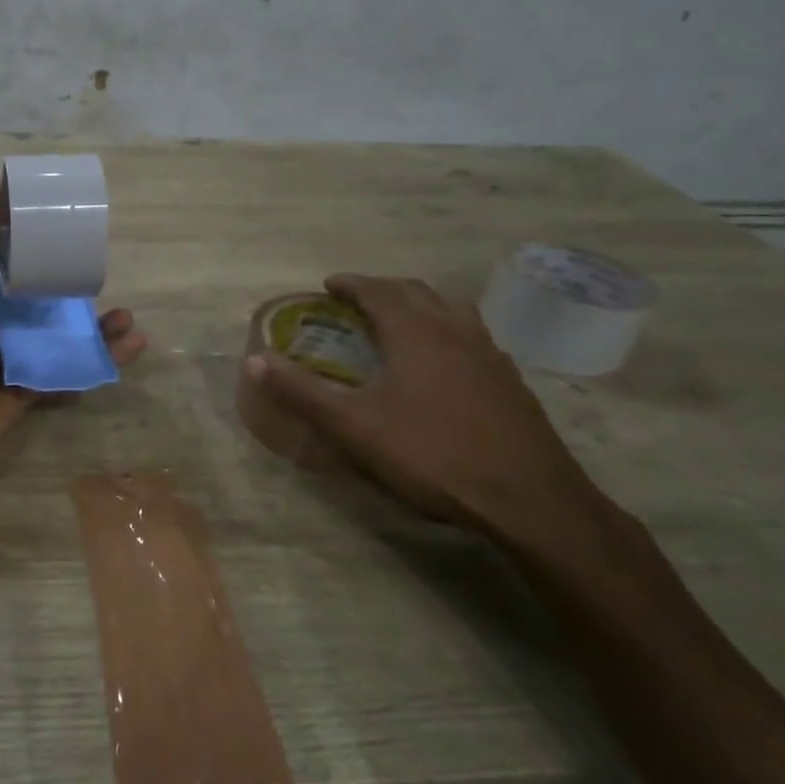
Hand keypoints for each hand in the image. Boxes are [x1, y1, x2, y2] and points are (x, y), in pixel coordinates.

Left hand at [0, 177, 146, 488]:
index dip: (38, 241)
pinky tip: (133, 346)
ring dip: (97, 325)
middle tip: (108, 272)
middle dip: (76, 286)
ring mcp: (16, 355)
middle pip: (44, 297)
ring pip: (64, 335)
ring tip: (128, 316)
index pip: (11, 258)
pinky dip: (102, 360)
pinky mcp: (33, 387)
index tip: (71, 223)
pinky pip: (72, 370)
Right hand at [245, 274, 612, 552]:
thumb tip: (254, 361)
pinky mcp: (511, 381)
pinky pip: (473, 336)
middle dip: (383, 289)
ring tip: (400, 322)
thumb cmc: (433, 455)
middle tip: (357, 302)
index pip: (378, 290)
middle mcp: (455, 330)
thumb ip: (302, 391)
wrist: (530, 500)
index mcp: (416, 332)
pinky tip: (444, 363)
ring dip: (420, 305)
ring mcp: (490, 354)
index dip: (351, 283)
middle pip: (416, 292)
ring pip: (451, 309)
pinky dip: (447, 331)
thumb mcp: (354, 426)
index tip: (330, 285)